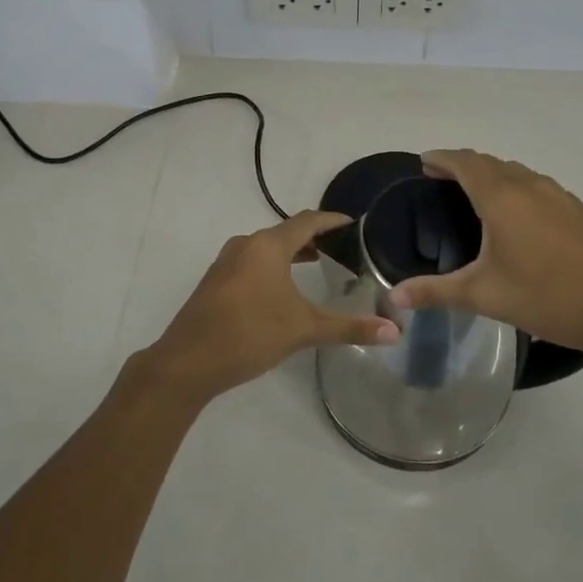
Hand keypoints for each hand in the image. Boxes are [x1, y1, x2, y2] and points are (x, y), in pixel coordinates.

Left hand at [141, 211, 398, 404]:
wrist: (187, 361)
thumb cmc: (250, 334)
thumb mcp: (304, 329)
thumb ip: (349, 328)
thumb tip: (395, 332)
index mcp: (268, 246)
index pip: (307, 221)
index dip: (332, 220)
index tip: (354, 222)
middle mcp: (246, 244)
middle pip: (286, 232)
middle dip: (314, 237)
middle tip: (343, 248)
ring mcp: (226, 262)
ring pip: (267, 247)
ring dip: (292, 252)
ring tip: (318, 264)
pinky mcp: (216, 281)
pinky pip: (252, 262)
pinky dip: (273, 265)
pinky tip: (282, 289)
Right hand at [388, 150, 582, 360]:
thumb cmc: (546, 297)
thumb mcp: (483, 296)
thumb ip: (435, 292)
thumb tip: (392, 298)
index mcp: (501, 198)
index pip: (464, 162)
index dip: (441, 158)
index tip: (423, 163)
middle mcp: (528, 185)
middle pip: (488, 162)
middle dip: (461, 164)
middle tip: (440, 178)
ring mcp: (557, 194)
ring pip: (514, 171)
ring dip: (490, 173)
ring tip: (473, 193)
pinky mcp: (576, 208)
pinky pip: (535, 184)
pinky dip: (514, 185)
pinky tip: (516, 214)